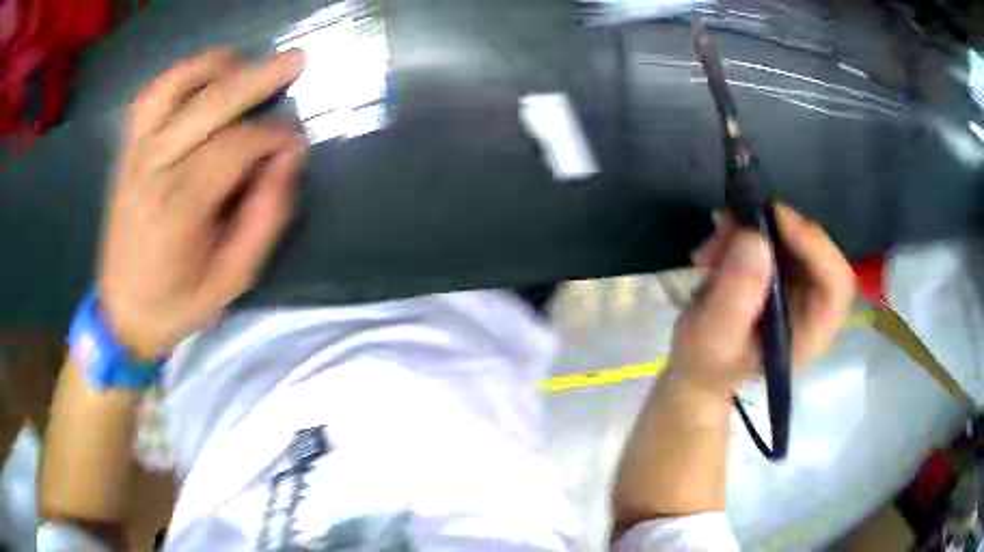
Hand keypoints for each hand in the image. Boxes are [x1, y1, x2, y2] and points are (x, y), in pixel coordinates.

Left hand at [98, 49, 306, 359]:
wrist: (122, 314)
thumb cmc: (178, 304)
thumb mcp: (233, 279)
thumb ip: (265, 218)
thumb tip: (289, 159)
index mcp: (179, 210)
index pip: (235, 147)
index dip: (273, 135)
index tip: (295, 140)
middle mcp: (152, 171)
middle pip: (207, 105)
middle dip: (257, 78)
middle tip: (295, 61)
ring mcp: (134, 156)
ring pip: (172, 87)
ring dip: (214, 67)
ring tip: (246, 63)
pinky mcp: (126, 153)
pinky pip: (149, 97)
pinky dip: (178, 76)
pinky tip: (203, 76)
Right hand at [667, 204, 854, 392]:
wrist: (696, 369)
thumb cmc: (707, 367)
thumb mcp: (712, 340)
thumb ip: (734, 297)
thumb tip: (755, 239)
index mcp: (809, 335)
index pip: (836, 285)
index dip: (815, 247)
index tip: (777, 219)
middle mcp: (813, 307)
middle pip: (816, 252)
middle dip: (775, 231)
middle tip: (732, 224)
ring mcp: (798, 289)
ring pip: (793, 239)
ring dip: (753, 230)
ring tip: (714, 243)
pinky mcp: (780, 275)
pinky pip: (774, 239)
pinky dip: (745, 234)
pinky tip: (716, 247)